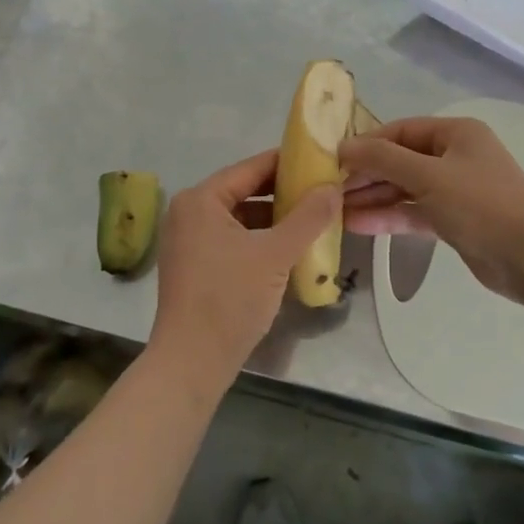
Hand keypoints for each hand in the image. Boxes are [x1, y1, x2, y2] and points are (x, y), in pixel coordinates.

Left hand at [149, 149, 339, 394]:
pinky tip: (292, 249)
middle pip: (246, 191)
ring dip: (276, 219)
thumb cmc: (230, 298)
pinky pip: (235, 240)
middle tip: (324, 192)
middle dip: (285, 193)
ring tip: (315, 219)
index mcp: (201, 200)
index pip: (251, 167)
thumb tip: (333, 187)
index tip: (322, 161)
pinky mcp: (197, 266)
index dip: (288, 163)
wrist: (192, 362)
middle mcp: (190, 213)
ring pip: (242, 218)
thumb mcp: (276, 254)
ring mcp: (190, 241)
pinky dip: (262, 240)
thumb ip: (308, 217)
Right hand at [341, 117, 523, 303]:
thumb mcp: (428, 175)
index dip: (367, 143)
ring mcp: (455, 190)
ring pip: (405, 188)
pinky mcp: (454, 221)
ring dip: (373, 197)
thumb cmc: (481, 204)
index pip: (401, 130)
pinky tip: (357, 225)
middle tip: (329, 189)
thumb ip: (383, 159)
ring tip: (334, 209)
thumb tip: (343, 146)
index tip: (333, 159)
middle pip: (401, 159)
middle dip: (366, 174)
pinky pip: (414, 212)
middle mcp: (455, 156)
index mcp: (456, 133)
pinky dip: (389, 217)